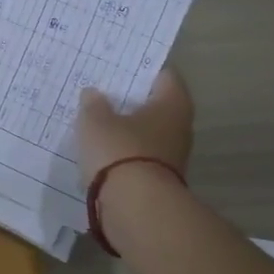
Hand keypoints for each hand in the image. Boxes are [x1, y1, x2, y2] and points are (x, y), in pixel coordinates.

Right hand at [76, 68, 194, 183]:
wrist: (135, 208)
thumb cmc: (120, 151)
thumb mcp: (95, 121)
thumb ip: (93, 104)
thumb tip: (93, 94)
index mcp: (172, 103)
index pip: (163, 75)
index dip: (141, 69)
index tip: (118, 66)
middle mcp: (179, 127)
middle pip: (154, 106)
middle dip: (130, 101)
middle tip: (101, 92)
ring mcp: (171, 156)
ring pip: (146, 133)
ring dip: (125, 130)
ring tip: (95, 122)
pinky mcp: (158, 180)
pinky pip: (137, 158)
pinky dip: (122, 154)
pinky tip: (99, 152)